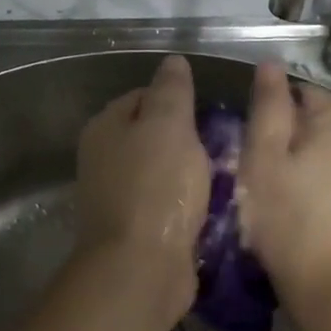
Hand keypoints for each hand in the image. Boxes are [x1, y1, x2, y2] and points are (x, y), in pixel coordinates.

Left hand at [70, 55, 209, 330]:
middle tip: (224, 142)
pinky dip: (189, 203)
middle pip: (153, 135)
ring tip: (227, 173)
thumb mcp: (169, 124)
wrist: (142, 268)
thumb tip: (172, 61)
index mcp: (105, 127)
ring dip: (192, 173)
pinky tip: (215, 206)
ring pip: (163, 170)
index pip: (143, 95)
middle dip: (188, 138)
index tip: (210, 110)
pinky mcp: (135, 229)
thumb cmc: (157, 187)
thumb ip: (172, 90)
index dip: (177, 98)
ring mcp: (117, 196)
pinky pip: (168, 204)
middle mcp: (104, 158)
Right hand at [238, 63, 330, 329]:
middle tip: (265, 176)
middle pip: (319, 119)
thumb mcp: (263, 160)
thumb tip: (269, 64)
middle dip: (292, 138)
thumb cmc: (290, 223)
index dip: (271, 117)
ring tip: (286, 196)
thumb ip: (267, 106)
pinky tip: (311, 211)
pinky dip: (329, 181)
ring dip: (310, 160)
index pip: (298, 93)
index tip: (254, 151)